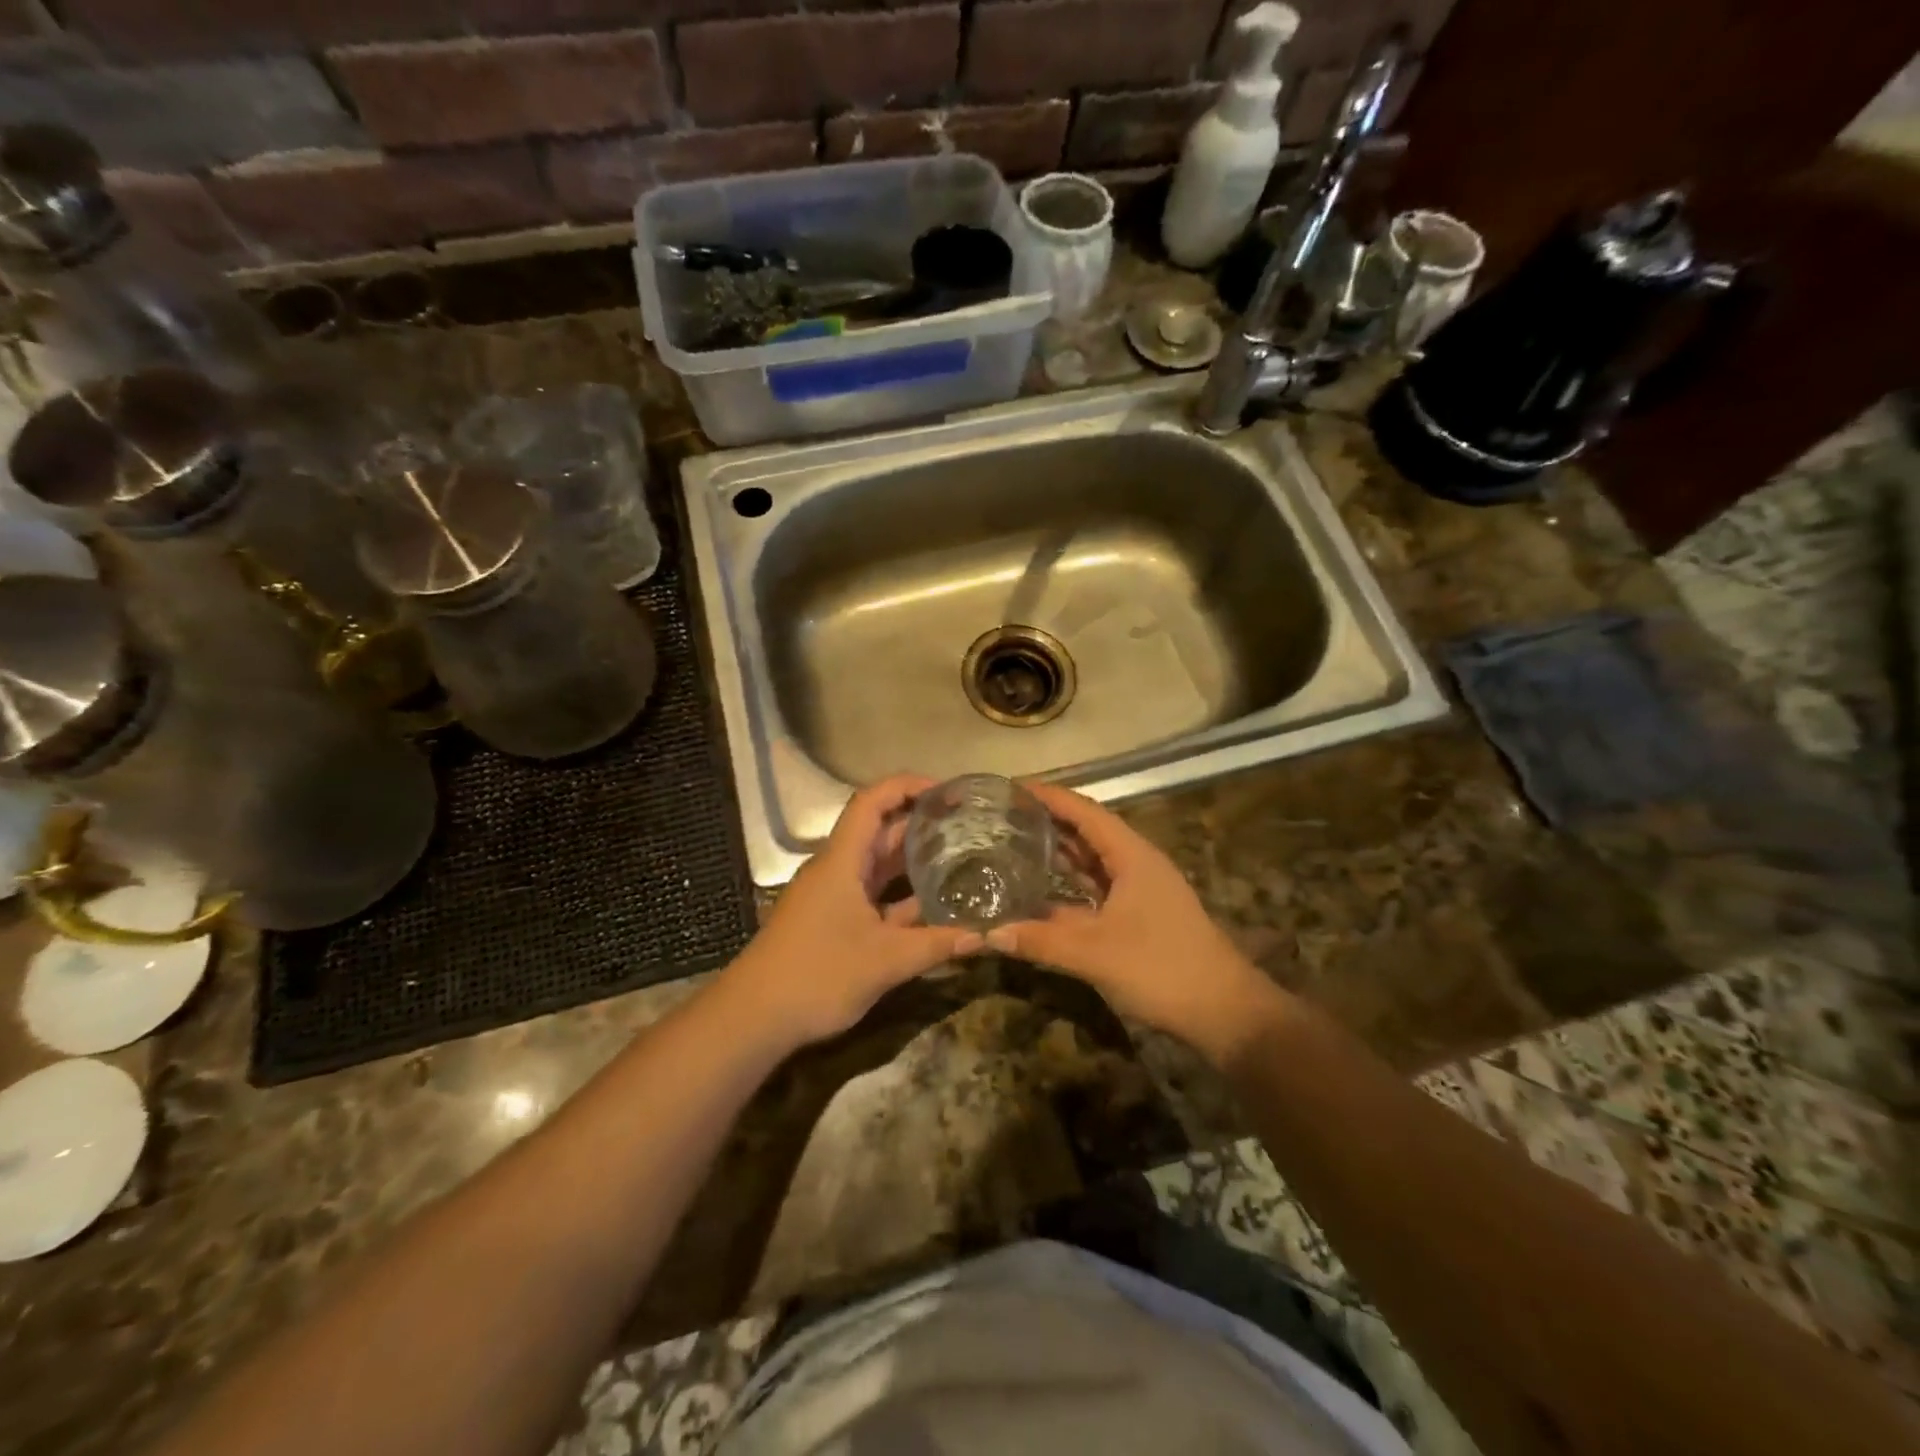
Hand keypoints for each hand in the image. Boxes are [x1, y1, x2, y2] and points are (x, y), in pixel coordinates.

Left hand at [719, 775, 982, 1049]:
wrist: (753, 1019)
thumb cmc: (817, 975)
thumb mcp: (885, 961)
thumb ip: (936, 944)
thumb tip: (986, 935)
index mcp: (842, 861)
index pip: (872, 802)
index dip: (907, 787)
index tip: (946, 792)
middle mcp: (837, 870)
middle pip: (880, 831)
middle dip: (922, 824)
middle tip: (968, 827)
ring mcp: (834, 897)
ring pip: (878, 866)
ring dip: (914, 861)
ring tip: (961, 858)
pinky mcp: (833, 922)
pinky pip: (874, 896)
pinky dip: (902, 896)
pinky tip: (935, 906)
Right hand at [986, 784, 1281, 1060]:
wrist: (1224, 1012)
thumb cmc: (1162, 968)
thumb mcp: (1095, 954)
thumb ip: (1042, 941)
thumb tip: (988, 933)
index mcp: (1132, 856)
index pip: (1086, 812)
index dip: (1051, 797)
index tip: (1013, 788)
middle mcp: (1137, 864)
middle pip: (1089, 832)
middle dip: (1049, 822)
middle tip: (1004, 818)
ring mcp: (1141, 891)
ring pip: (1094, 862)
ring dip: (1060, 854)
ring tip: (1015, 847)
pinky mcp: (1141, 916)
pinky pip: (1098, 889)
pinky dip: (1071, 886)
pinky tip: (1043, 894)